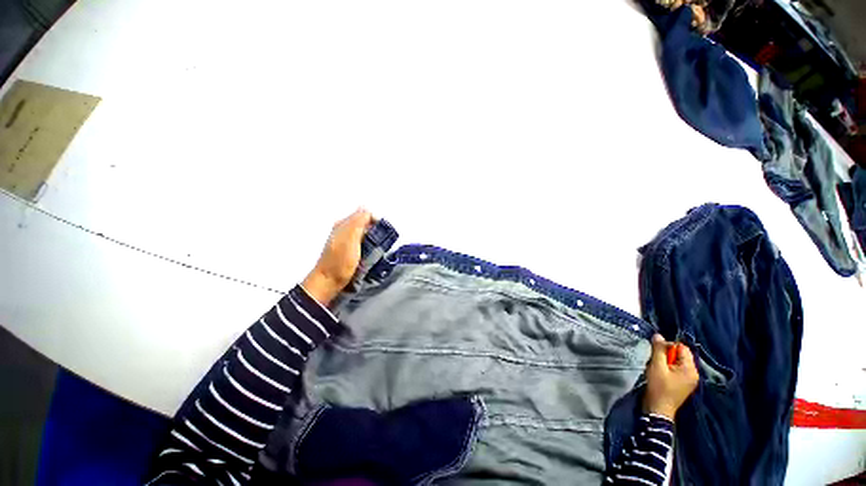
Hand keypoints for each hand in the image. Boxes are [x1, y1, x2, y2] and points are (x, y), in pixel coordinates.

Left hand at [302, 208, 373, 305]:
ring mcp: (344, 240)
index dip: (375, 222)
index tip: (381, 233)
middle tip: (379, 242)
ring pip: (364, 233)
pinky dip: (368, 245)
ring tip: (375, 249)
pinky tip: (369, 253)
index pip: (365, 214)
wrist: (328, 282)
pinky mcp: (347, 250)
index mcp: (343, 223)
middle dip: (375, 230)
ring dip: (372, 239)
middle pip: (364, 223)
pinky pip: (361, 242)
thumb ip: (358, 222)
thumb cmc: (341, 261)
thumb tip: (367, 210)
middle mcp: (343, 229)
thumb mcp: (351, 238)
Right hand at [642, 334, 698, 420]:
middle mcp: (693, 374)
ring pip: (677, 362)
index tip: (656, 351)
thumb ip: (659, 350)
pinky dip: (668, 368)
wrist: (658, 410)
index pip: (682, 348)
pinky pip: (677, 370)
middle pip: (681, 355)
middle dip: (667, 354)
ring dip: (666, 361)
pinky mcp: (683, 384)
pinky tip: (660, 373)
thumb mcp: (657, 366)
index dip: (668, 346)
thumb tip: (658, 335)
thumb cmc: (659, 387)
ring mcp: (689, 380)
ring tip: (656, 366)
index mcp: (690, 369)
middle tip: (655, 359)